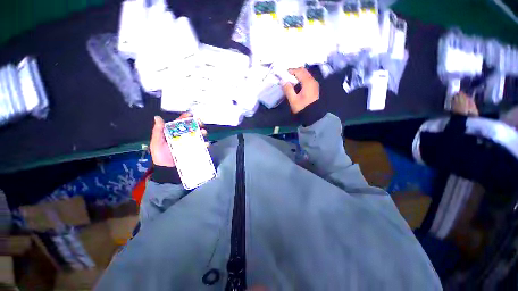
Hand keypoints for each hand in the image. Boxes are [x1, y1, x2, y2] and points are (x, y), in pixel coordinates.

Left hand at [150, 113, 207, 166]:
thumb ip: (158, 131)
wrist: (166, 169)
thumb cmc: (160, 155)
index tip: (190, 114)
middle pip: (191, 128)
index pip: (180, 123)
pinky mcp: (194, 150)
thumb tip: (158, 118)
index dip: (185, 118)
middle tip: (200, 123)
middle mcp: (183, 137)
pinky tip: (205, 144)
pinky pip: (201, 146)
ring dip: (202, 133)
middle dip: (197, 124)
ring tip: (203, 133)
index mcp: (174, 133)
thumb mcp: (156, 143)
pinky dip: (205, 144)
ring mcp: (189, 144)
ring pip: (198, 136)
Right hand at [282, 67, 318, 113]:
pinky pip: (307, 79)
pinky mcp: (314, 88)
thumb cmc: (303, 108)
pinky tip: (296, 85)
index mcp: (307, 82)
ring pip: (306, 75)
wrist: (313, 116)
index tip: (283, 73)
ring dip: (298, 75)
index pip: (299, 71)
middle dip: (294, 72)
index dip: (291, 70)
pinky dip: (301, 79)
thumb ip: (288, 89)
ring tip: (290, 80)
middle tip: (286, 76)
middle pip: (303, 71)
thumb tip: (283, 81)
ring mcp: (314, 84)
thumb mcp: (293, 100)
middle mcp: (312, 81)